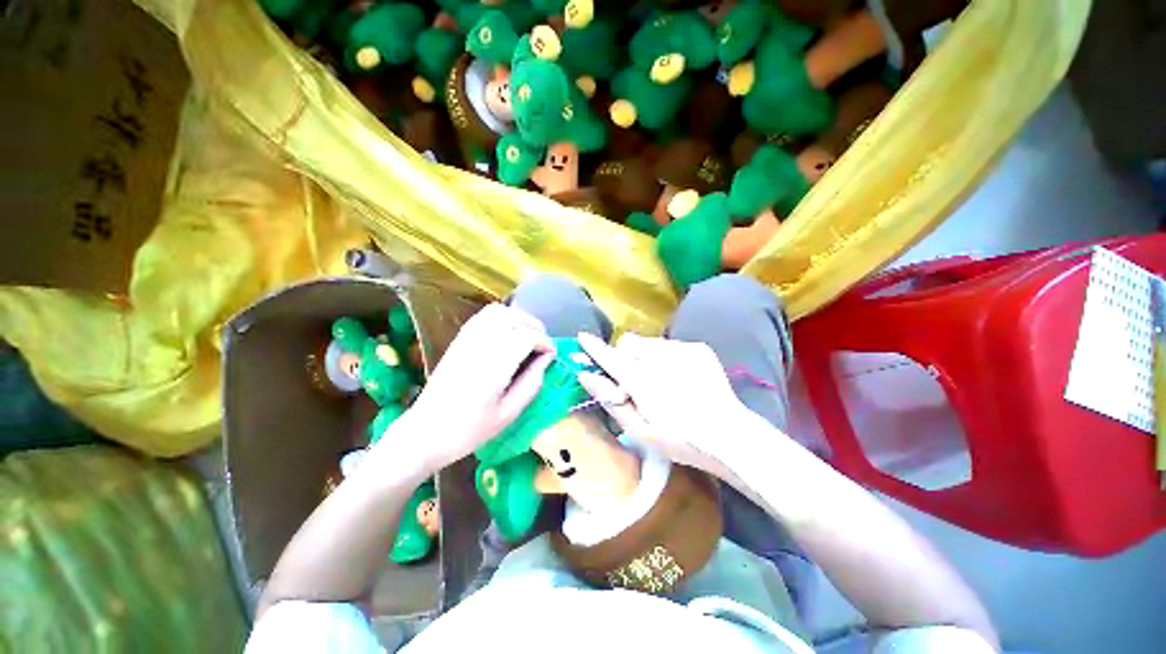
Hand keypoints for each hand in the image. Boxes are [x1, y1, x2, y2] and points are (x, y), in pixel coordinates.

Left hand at [378, 304, 554, 473]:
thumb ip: (531, 383)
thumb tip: (545, 360)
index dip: (544, 343)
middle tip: (543, 344)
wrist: (425, 432)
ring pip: (498, 312)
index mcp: (494, 367)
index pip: (526, 337)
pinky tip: (508, 332)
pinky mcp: (458, 340)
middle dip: (534, 327)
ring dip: (518, 318)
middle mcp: (480, 346)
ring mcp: (466, 340)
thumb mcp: (509, 413)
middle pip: (514, 318)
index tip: (551, 355)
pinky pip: (483, 316)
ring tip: (528, 335)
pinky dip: (501, 317)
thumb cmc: (469, 430)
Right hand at [575, 332, 765, 485]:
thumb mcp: (639, 431)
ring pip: (649, 343)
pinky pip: (670, 345)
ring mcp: (682, 349)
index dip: (594, 347)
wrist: (729, 434)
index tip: (583, 337)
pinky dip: (666, 357)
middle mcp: (660, 357)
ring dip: (646, 356)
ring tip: (660, 379)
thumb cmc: (680, 440)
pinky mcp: (697, 347)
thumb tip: (586, 376)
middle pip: (629, 343)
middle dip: (625, 356)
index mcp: (642, 381)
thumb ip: (610, 401)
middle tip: (633, 379)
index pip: (610, 357)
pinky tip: (679, 377)